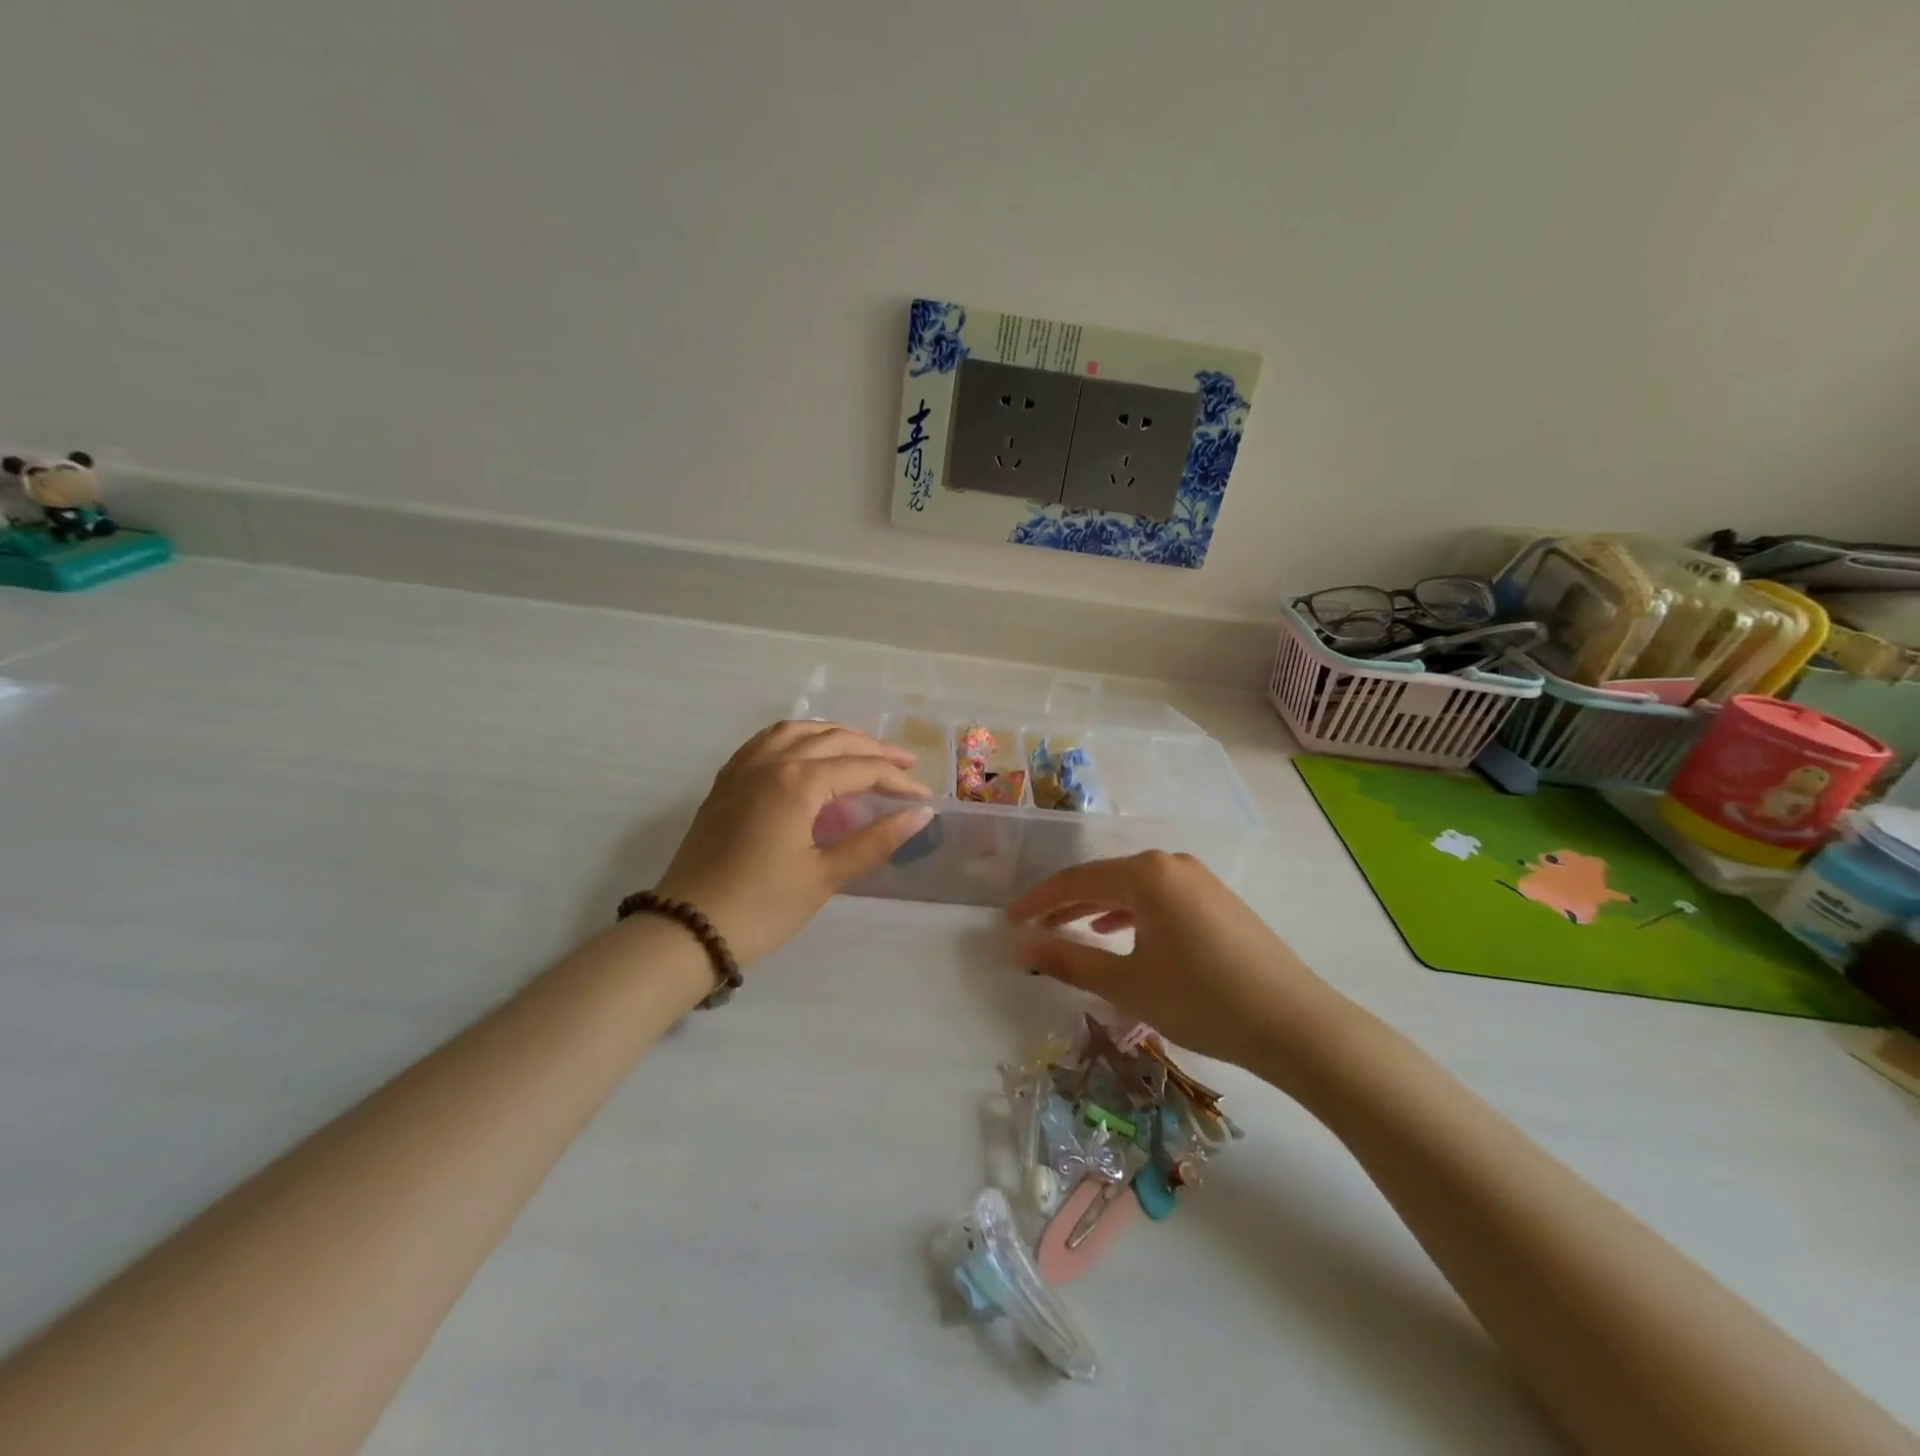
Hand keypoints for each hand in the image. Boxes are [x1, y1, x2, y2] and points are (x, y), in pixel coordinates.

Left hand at [654, 720, 933, 965]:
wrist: (688, 930)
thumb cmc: (762, 908)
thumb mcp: (825, 877)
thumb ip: (875, 841)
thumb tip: (921, 814)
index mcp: (798, 783)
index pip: (861, 768)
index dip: (897, 780)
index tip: (924, 797)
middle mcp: (771, 762)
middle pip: (833, 740)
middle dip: (874, 750)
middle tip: (905, 764)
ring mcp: (743, 768)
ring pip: (797, 731)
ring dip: (835, 735)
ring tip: (861, 750)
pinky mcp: (726, 781)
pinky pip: (766, 741)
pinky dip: (797, 737)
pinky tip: (806, 752)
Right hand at [1007, 852, 1358, 1075]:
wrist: (1296, 1024)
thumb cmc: (1202, 1000)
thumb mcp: (1127, 983)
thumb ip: (1069, 960)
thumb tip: (1023, 945)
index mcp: (1146, 874)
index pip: (1076, 880)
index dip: (1038, 900)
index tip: (1009, 921)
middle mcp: (1171, 864)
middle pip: (1104, 880)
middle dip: (1066, 904)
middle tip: (1033, 928)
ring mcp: (1199, 880)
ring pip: (1133, 889)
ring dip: (1097, 909)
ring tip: (1071, 931)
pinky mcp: (1217, 900)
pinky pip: (1159, 898)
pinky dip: (1131, 914)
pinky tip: (1122, 935)